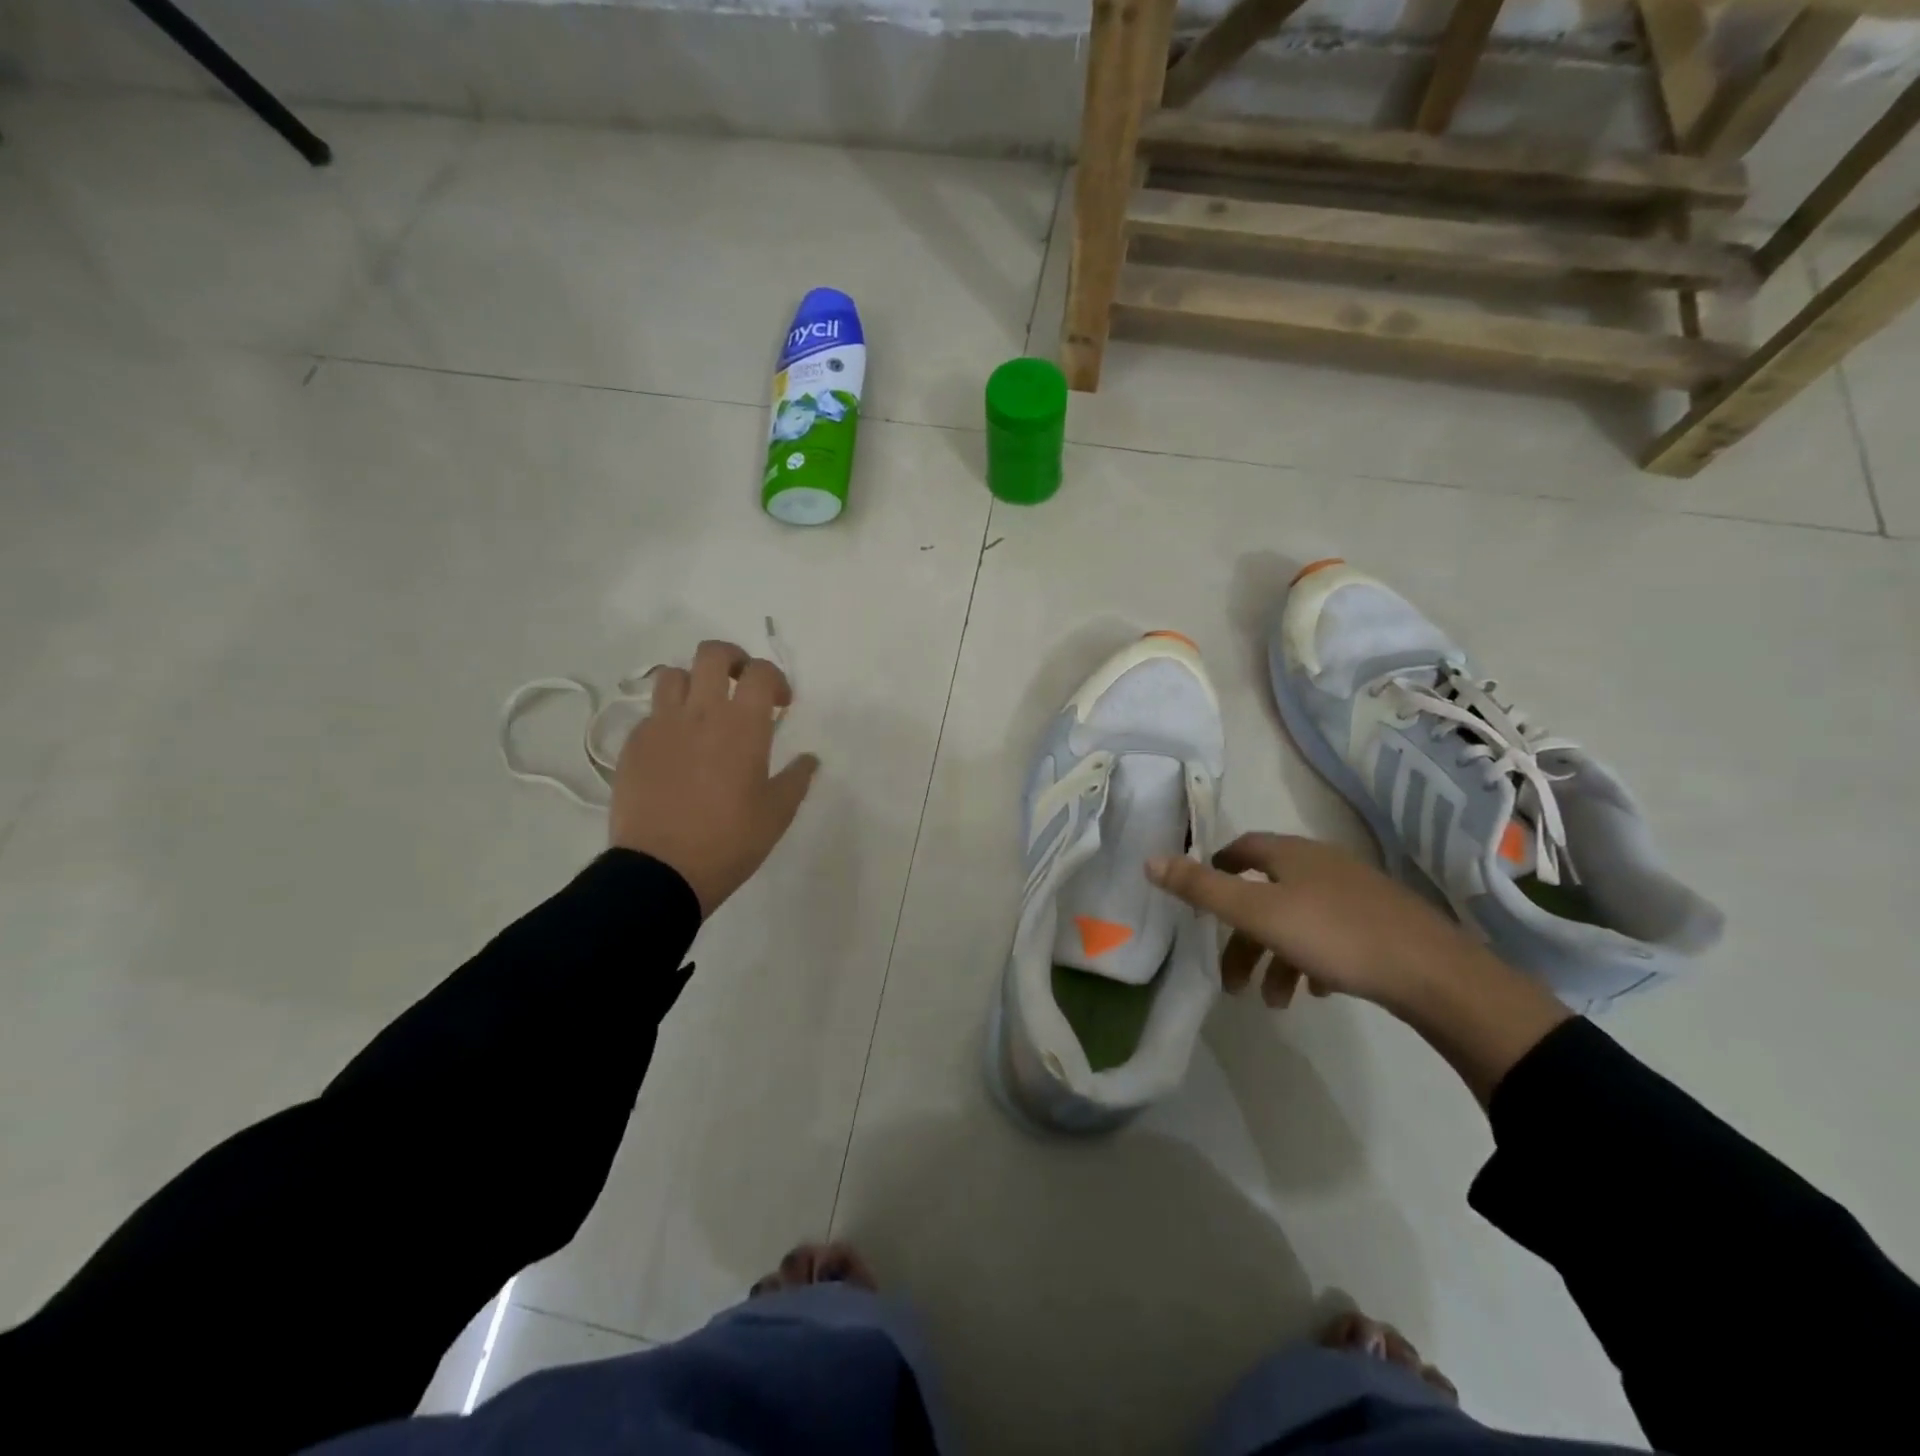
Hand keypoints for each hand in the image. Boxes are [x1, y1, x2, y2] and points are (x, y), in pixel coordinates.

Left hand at [609, 639, 818, 917]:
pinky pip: (651, 713)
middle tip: (740, 684)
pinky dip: (668, 717)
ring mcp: (661, 725)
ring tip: (702, 710)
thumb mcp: (777, 813)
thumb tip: (809, 759)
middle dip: (732, 659)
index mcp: (742, 725)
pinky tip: (676, 748)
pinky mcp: (633, 745)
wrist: (661, 871)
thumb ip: (796, 779)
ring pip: (672, 675)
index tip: (781, 703)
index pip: (760, 672)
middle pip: (712, 654)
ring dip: (693, 682)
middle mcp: (700, 712)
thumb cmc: (730, 841)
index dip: (775, 679)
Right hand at [1148, 833, 1570, 1105]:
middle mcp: (1322, 865)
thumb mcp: (1257, 913)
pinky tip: (1314, 992)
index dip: (1218, 867)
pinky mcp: (1382, 925)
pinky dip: (1311, 960)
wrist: (1434, 974)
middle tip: (1230, 978)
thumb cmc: (1335, 935)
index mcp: (1292, 855)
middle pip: (1267, 893)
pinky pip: (1331, 937)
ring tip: (1273, 1002)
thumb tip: (1150, 860)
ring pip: (1298, 920)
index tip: (1201, 898)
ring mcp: (1357, 894)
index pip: (1243, 848)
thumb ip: (1202, 889)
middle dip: (1242, 936)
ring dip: (1276, 958)